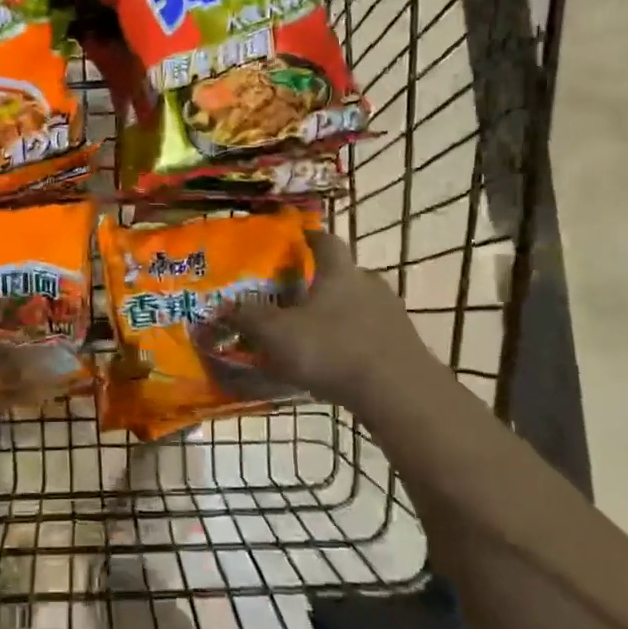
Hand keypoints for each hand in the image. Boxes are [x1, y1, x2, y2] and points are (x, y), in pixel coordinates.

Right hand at [230, 231, 435, 410]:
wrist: (399, 392)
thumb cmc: (333, 350)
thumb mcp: (278, 334)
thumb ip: (249, 318)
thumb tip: (223, 307)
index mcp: (340, 272)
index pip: (325, 241)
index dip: (310, 237)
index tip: (298, 237)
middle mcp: (369, 284)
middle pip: (344, 274)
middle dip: (322, 283)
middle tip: (298, 297)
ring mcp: (392, 314)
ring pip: (359, 305)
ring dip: (339, 314)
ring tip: (316, 335)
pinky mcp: (404, 344)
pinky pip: (372, 334)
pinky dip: (354, 341)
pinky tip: (339, 362)